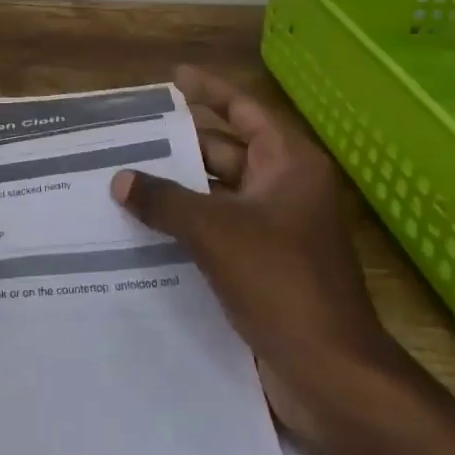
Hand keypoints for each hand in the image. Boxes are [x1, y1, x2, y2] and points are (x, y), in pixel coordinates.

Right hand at [111, 65, 454, 454]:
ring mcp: (276, 231)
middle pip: (227, 151)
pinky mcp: (264, 267)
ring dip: (179, 188)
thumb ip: (164, 200)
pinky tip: (144, 228)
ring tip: (126, 177)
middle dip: (181, 143)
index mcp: (289, 166)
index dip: (209, 90)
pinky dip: (187, 225)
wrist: (333, 378)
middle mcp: (285, 190)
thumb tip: (121, 179)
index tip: (172, 77)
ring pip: (219, 194)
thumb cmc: (282, 283)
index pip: (244, 110)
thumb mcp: (215, 231)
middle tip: (131, 133)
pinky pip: (219, 230)